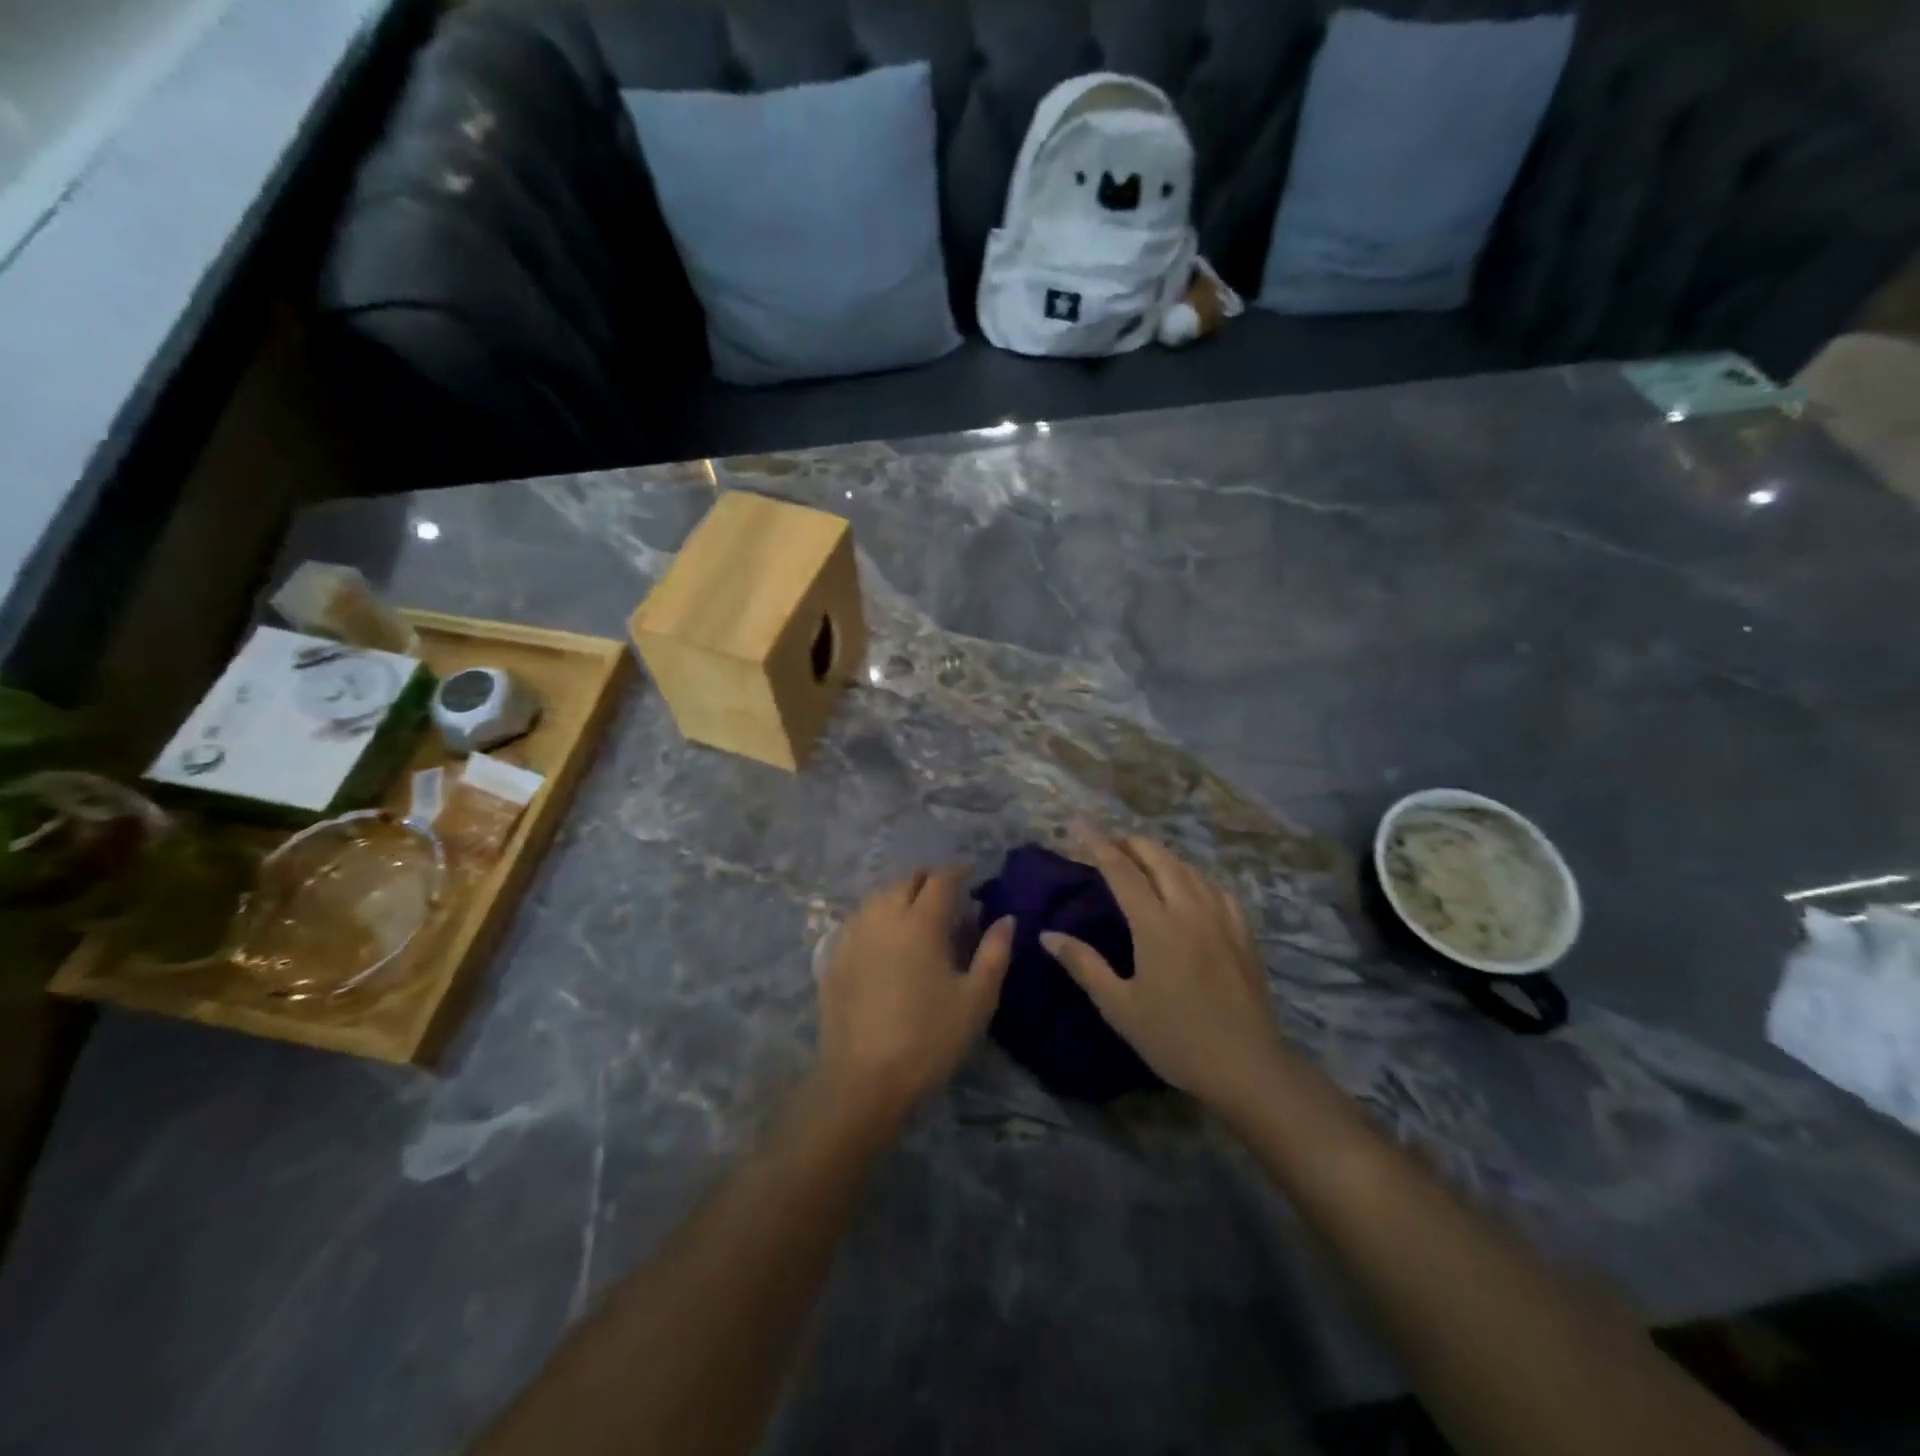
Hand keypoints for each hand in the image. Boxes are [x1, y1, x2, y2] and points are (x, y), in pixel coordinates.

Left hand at [816, 870, 1013, 1128]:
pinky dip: (876, 915)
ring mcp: (853, 935)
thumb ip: (995, 953)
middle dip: (928, 879)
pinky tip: (884, 937)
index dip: (958, 871)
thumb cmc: (928, 1039)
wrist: (863, 1080)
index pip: (941, 879)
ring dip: (900, 894)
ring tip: (915, 912)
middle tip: (946, 895)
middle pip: (905, 880)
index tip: (972, 875)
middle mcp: (883, 917)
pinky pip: (858, 919)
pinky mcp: (834, 957)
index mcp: (920, 922)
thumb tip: (1005, 919)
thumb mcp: (976, 999)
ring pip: (878, 896)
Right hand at [1042, 830, 1288, 1112]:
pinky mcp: (1242, 931)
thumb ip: (1084, 965)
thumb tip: (1048, 935)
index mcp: (1156, 924)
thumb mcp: (1120, 1007)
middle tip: (1107, 841)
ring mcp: (1221, 917)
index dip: (1098, 844)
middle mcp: (1189, 908)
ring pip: (1188, 867)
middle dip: (1130, 842)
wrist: (1247, 1066)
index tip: (1079, 825)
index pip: (1121, 870)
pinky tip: (1189, 884)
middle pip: (1158, 857)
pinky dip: (1193, 874)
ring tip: (1141, 858)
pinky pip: (1214, 886)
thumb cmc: (1175, 1039)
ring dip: (1160, 855)